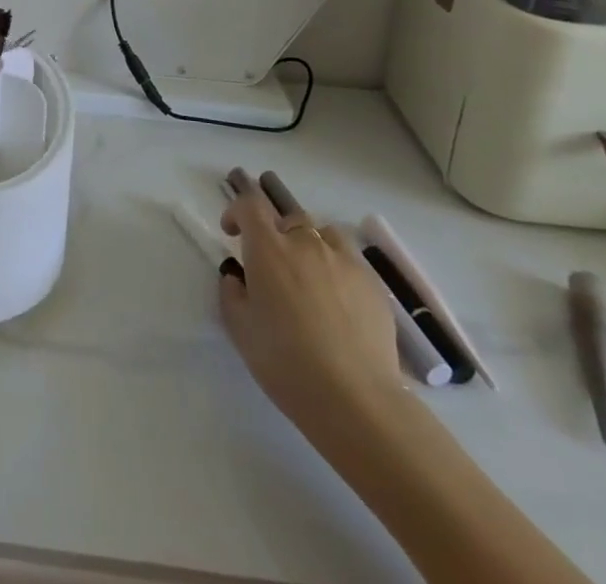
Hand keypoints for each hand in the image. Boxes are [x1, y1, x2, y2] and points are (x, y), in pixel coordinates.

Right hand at [218, 180, 402, 440]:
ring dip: (311, 246)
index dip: (237, 212)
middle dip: (276, 234)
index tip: (232, 232)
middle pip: (288, 218)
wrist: (356, 399)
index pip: (250, 205)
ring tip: (310, 278)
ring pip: (323, 234)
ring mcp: (344, 260)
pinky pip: (350, 261)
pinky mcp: (373, 284)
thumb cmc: (286, 362)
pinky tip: (340, 303)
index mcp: (268, 249)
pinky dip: (338, 269)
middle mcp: (305, 243)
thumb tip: (237, 277)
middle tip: (274, 267)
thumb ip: (232, 293)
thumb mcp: (240, 329)